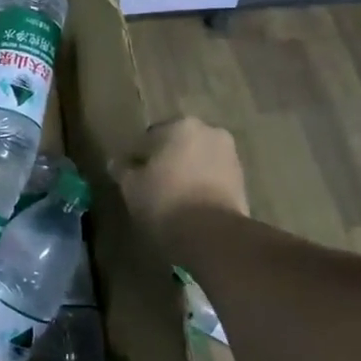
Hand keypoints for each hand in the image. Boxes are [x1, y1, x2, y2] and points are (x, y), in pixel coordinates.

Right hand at [116, 117, 249, 239]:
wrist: (212, 235)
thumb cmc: (165, 201)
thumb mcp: (131, 186)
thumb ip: (123, 170)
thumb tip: (117, 163)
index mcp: (181, 125)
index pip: (150, 136)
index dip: (138, 156)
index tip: (132, 175)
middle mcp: (210, 132)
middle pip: (178, 145)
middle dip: (166, 161)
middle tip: (151, 185)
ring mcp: (231, 156)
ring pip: (198, 161)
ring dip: (185, 173)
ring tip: (172, 198)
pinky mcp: (243, 181)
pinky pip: (213, 178)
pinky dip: (201, 186)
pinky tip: (189, 206)